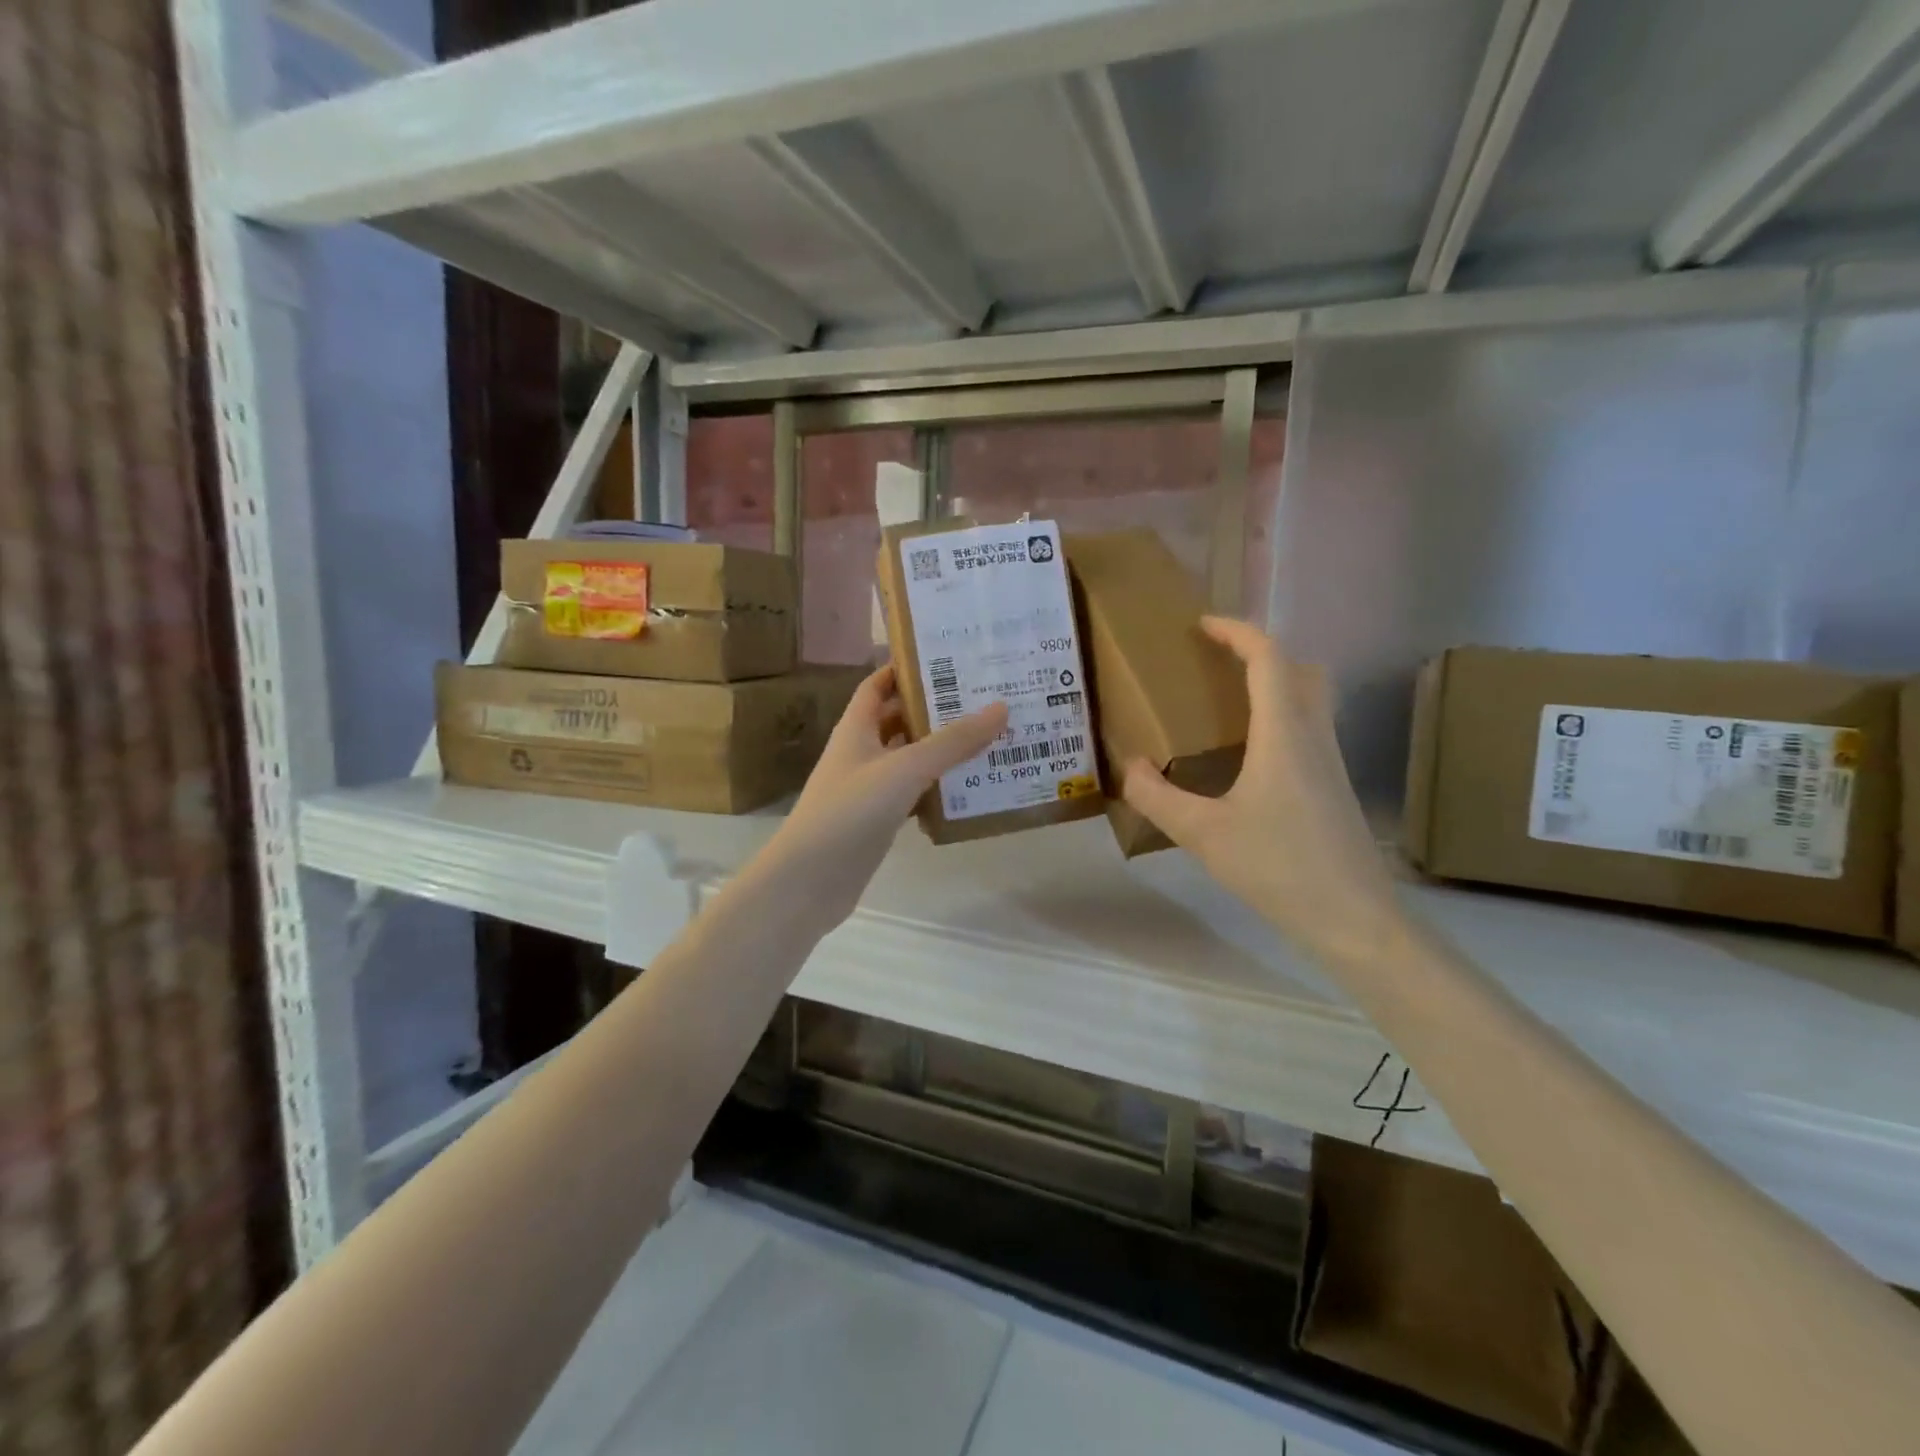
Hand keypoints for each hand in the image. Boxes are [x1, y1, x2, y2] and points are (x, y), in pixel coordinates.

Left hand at [743, 663, 1006, 938]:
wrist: (810, 882)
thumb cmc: (850, 811)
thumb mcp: (904, 769)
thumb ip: (953, 742)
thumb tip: (1001, 707)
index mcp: (856, 729)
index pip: (878, 685)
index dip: (905, 668)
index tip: (947, 658)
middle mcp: (861, 753)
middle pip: (899, 720)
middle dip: (935, 709)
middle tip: (983, 698)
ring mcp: (868, 789)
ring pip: (910, 760)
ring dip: (942, 751)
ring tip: (989, 738)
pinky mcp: (878, 821)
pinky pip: (914, 795)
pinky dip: (938, 790)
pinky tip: (971, 789)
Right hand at [1122, 618, 1402, 965]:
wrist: (1354, 920)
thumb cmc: (1280, 867)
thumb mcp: (1203, 834)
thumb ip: (1157, 797)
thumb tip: (1131, 766)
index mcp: (1285, 733)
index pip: (1268, 657)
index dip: (1237, 632)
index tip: (1202, 625)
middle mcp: (1314, 736)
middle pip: (1301, 669)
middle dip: (1261, 653)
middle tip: (1219, 664)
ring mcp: (1330, 762)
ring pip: (1310, 699)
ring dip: (1274, 685)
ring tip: (1226, 706)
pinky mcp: (1333, 788)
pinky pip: (1308, 730)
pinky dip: (1280, 719)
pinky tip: (1247, 757)